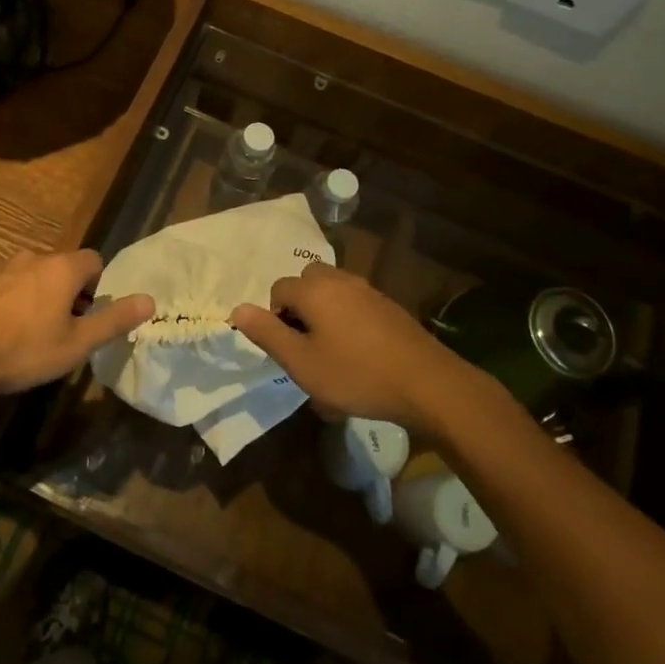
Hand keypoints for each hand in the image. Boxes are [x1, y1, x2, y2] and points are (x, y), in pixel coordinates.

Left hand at [0, 249, 152, 398]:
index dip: (96, 287)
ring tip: (29, 333)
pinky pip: (7, 283)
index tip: (87, 317)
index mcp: (63, 268)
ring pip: (34, 275)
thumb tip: (150, 300)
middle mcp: (35, 256)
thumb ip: (114, 320)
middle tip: (61, 330)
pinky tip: (2, 330)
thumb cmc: (23, 350)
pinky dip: (12, 299)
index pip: (94, 261)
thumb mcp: (76, 344)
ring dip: (39, 295)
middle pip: (63, 267)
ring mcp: (3, 265)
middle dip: (68, 292)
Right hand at [230, 263, 476, 432]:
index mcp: (314, 289)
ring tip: (332, 355)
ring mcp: (368, 290)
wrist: (426, 383)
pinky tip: (359, 356)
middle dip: (300, 311)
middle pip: (306, 284)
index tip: (289, 351)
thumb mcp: (301, 362)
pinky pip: (354, 305)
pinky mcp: (388, 306)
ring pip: (332, 293)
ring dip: (324, 316)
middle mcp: (339, 280)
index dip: (276, 319)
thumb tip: (238, 309)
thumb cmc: (355, 374)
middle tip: (307, 349)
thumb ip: (267, 333)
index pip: (278, 290)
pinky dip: (347, 322)